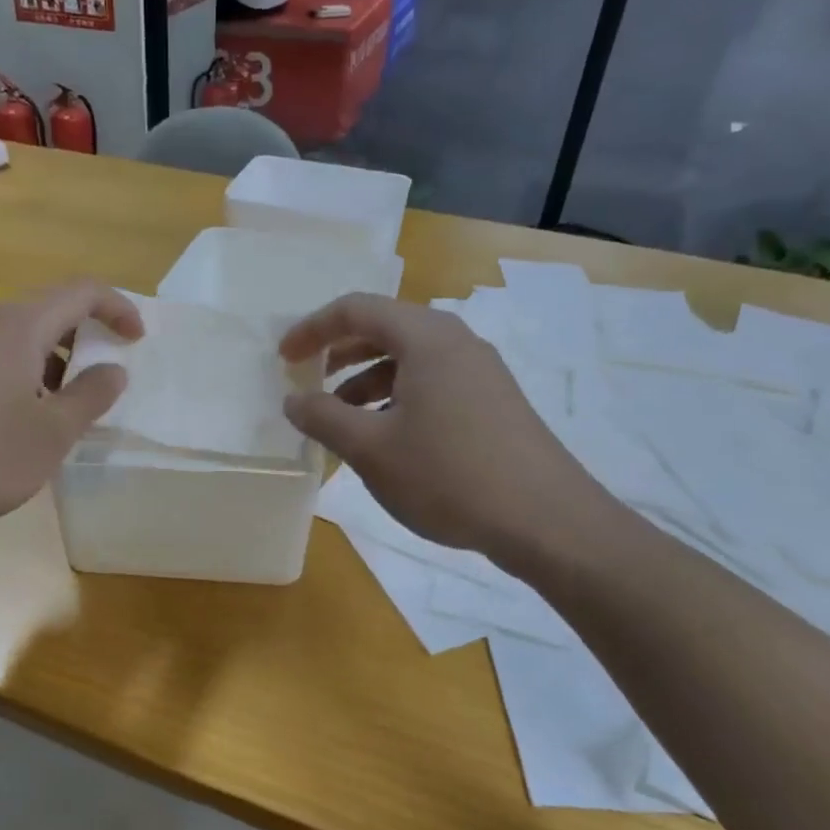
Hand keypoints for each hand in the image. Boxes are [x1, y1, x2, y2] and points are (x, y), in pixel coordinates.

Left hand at [0, 281, 142, 536]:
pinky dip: (21, 385)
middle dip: (84, 342)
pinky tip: (17, 432)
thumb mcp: (52, 433)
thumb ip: (90, 397)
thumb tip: (113, 370)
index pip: (80, 292)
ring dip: (52, 369)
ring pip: (17, 346)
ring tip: (63, 415)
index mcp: (19, 329)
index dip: (117, 308)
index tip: (137, 340)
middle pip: (46, 315)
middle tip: (103, 382)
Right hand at [279, 294, 606, 557]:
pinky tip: (386, 440)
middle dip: (339, 354)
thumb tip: (294, 400)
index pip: (356, 309)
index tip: (284, 359)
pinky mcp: (494, 403)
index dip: (312, 329)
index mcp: (426, 338)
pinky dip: (397, 400)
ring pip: (410, 361)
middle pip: (385, 330)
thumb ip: (323, 418)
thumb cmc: (448, 475)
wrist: (546, 520)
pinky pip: (433, 385)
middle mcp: (456, 342)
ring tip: (341, 421)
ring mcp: (481, 372)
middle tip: (308, 382)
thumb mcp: (371, 449)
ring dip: (367, 382)